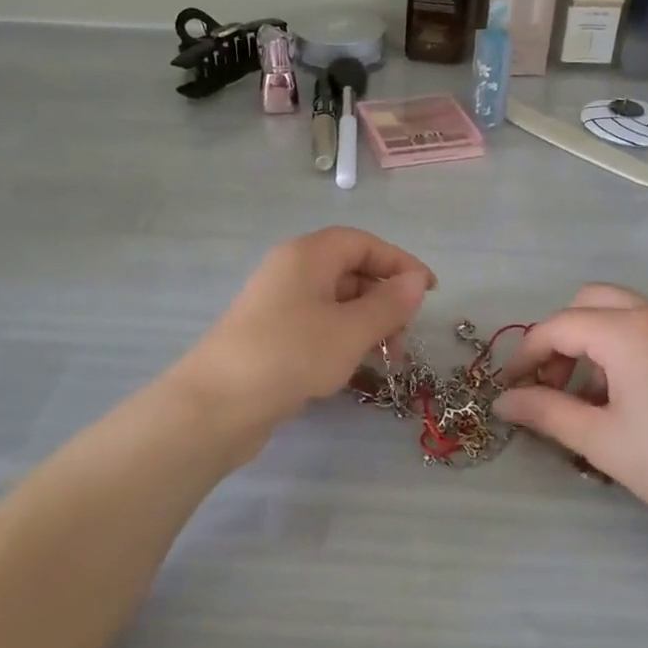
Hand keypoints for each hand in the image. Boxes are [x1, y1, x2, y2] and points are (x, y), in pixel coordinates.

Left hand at [177, 228, 434, 430]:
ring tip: (387, 359)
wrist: (217, 404)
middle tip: (406, 334)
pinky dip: (343, 339)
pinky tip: (354, 368)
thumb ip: (389, 304)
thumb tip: (417, 281)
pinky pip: (318, 326)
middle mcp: (291, 271)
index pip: (363, 243)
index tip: (430, 292)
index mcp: (308, 255)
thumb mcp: (350, 330)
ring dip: (367, 324)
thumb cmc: (291, 355)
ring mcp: (278, 305)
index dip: (399, 263)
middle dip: (384, 298)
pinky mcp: (271, 336)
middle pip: (349, 271)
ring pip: (335, 302)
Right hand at [495, 285, 647, 559]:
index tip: (511, 388)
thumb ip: (546, 413)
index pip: (558, 326)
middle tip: (556, 384)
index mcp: (628, 331)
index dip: (526, 355)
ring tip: (597, 400)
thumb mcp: (602, 441)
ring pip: (625, 313)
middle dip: (562, 338)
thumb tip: (503, 401)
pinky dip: (629, 348)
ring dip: (596, 343)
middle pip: (590, 303)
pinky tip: (638, 400)